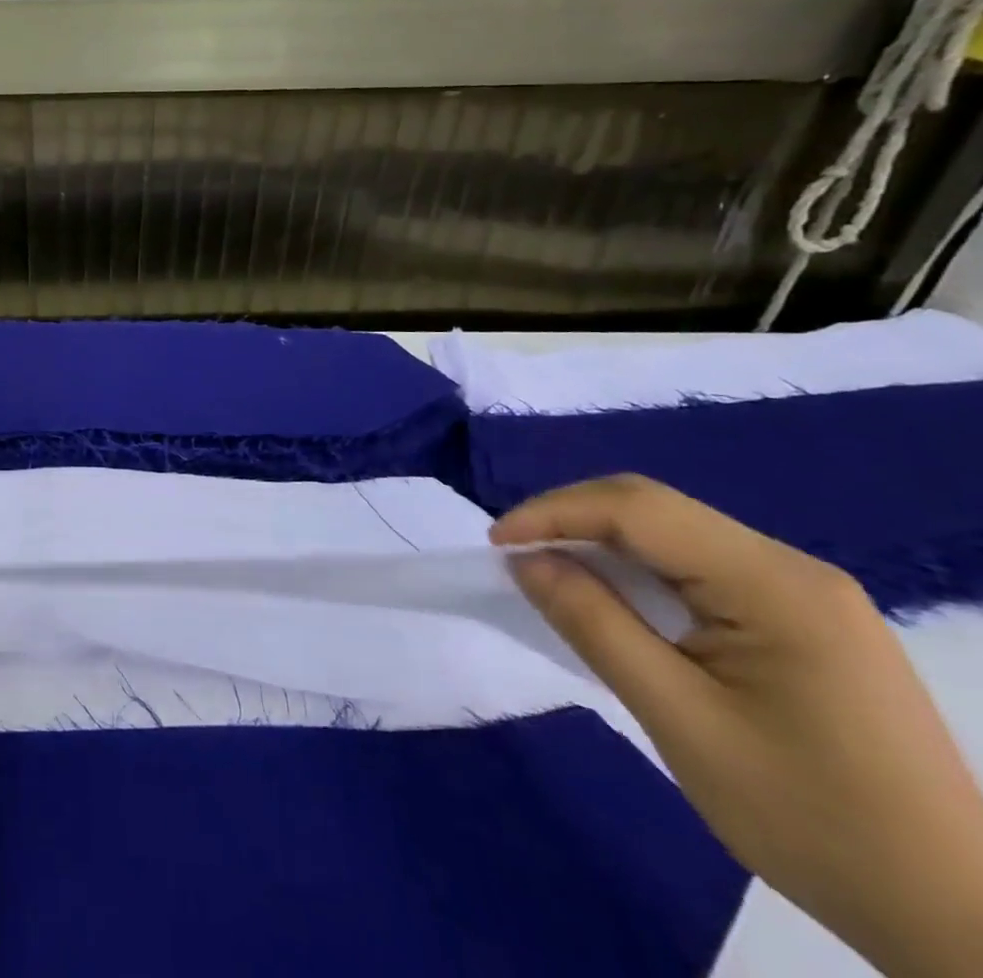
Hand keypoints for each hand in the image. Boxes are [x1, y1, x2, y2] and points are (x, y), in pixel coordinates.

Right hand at [493, 475, 982, 977]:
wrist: (959, 923)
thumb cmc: (812, 820)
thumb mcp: (680, 721)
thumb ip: (594, 625)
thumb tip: (525, 560)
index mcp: (775, 585)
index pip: (638, 509)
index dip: (554, 512)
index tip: (496, 545)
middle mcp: (794, 570)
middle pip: (656, 509)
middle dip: (572, 520)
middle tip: (516, 556)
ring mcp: (806, 594)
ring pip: (674, 534)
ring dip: (602, 544)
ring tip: (550, 573)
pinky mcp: (805, 621)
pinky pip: (699, 568)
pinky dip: (639, 571)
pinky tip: (615, 600)